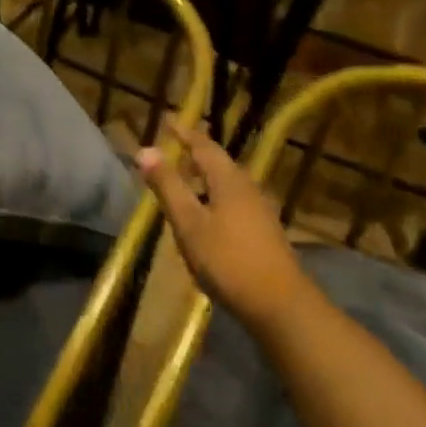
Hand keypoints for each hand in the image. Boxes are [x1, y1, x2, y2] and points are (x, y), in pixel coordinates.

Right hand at [137, 117, 305, 334]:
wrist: (280, 306)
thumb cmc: (228, 260)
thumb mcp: (189, 223)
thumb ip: (168, 186)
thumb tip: (145, 150)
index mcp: (229, 180)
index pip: (204, 145)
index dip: (184, 132)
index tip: (167, 120)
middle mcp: (247, 187)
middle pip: (219, 162)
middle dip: (195, 153)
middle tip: (173, 148)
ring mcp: (260, 210)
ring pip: (227, 182)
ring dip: (204, 176)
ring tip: (184, 181)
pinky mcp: (264, 231)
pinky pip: (234, 200)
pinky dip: (214, 195)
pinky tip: (206, 215)